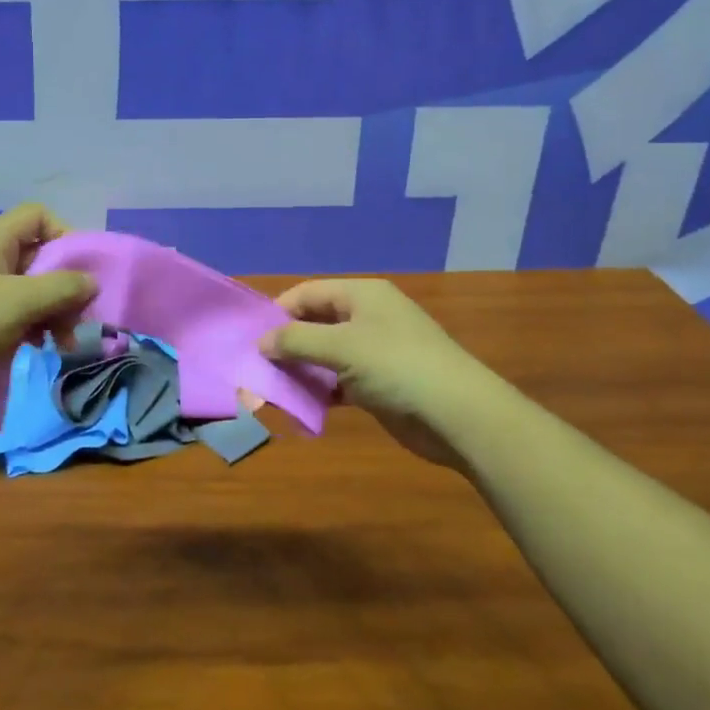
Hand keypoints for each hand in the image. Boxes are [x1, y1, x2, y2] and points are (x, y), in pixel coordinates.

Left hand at [0, 206, 95, 420]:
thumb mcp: (19, 303)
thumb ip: (62, 288)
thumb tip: (91, 281)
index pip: (39, 216)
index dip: (65, 236)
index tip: (81, 273)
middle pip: (38, 255)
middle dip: (63, 286)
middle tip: (77, 321)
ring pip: (27, 288)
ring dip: (50, 312)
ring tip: (60, 344)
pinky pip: (10, 312)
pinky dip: (29, 326)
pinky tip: (34, 349)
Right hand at [261, 279, 490, 470]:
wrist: (459, 416)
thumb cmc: (397, 367)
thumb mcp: (342, 348)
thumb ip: (296, 341)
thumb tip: (261, 342)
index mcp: (362, 295)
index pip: (308, 293)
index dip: (278, 312)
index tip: (251, 337)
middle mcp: (367, 317)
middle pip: (315, 323)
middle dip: (286, 344)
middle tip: (256, 366)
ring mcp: (375, 351)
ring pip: (325, 354)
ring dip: (301, 369)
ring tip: (272, 388)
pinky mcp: (379, 384)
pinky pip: (339, 381)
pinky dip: (321, 390)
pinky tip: (301, 405)